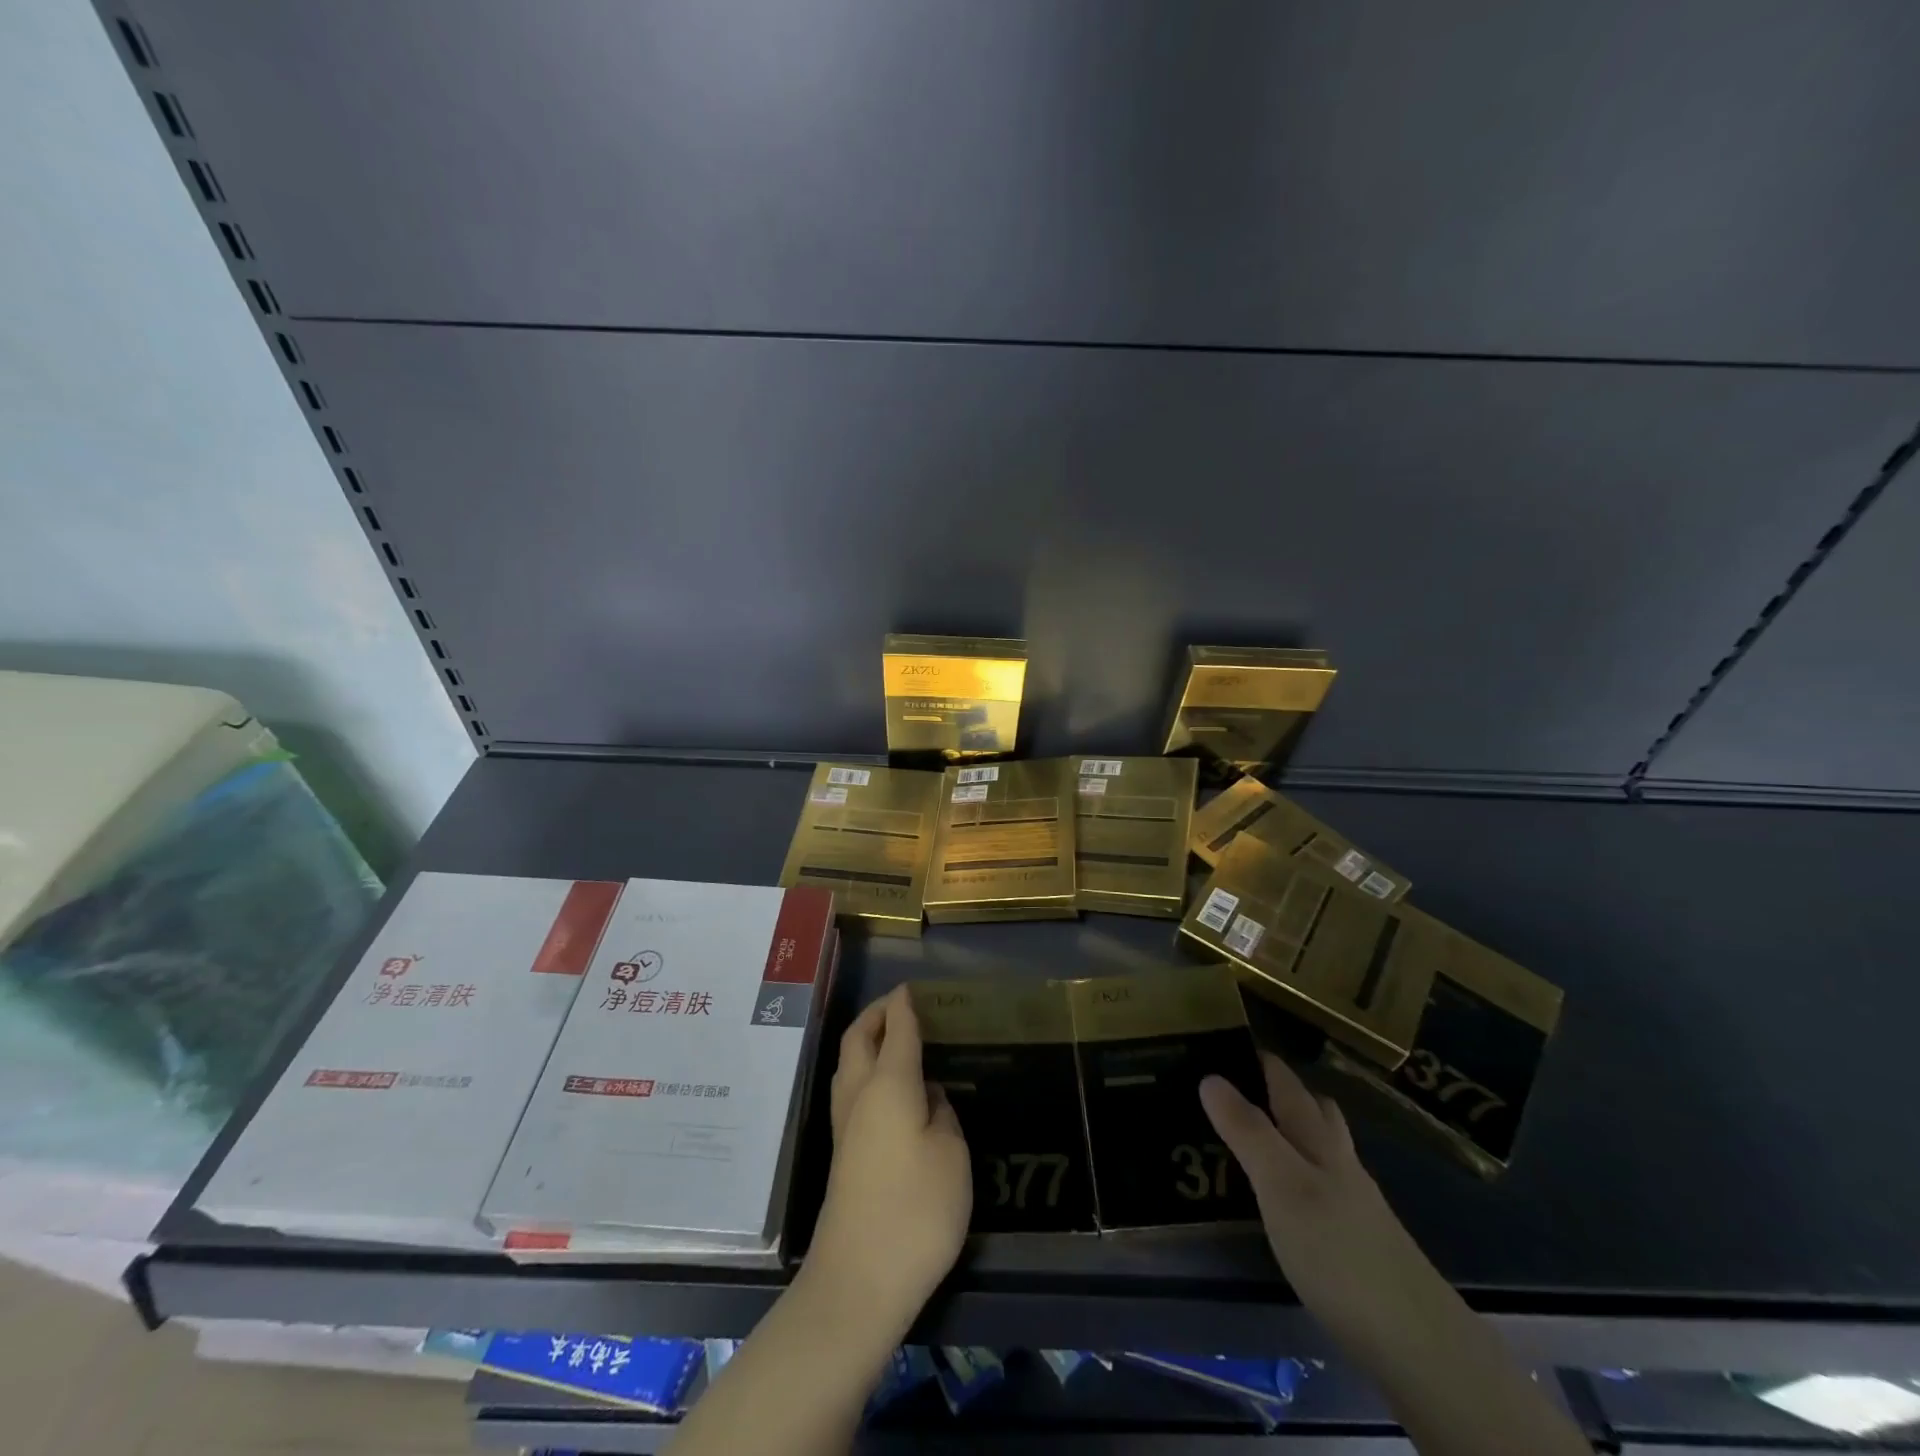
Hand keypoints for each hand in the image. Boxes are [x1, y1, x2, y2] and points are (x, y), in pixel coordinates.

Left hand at [806, 985, 971, 1338]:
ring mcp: (845, 1126)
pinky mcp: (841, 1153)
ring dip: (866, 1041)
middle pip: (858, 1038)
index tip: (913, 988)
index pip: (897, 1029)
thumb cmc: (915, 1210)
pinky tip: (889, 1088)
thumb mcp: (951, 1155)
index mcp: (888, 1084)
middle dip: (876, 1014)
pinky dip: (866, 1070)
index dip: (905, 1005)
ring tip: (893, 1038)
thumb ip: (941, 1113)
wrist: (858, 1281)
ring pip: (848, 1064)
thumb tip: (926, 1094)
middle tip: (900, 1006)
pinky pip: (851, 1090)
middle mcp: (859, 1095)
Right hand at [1201, 1052, 1455, 1355]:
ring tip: (1258, 1136)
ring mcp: (1356, 1205)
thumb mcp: (1281, 1184)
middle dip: (1285, 1092)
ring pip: (1324, 1151)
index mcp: (1319, 1141)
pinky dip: (1303, 1177)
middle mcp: (1340, 1163)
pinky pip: (1326, 1190)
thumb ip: (1247, 1131)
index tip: (1229, 1041)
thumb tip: (1209, 1075)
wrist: (1417, 1343)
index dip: (1262, 1060)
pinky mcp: (1361, 1245)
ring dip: (1295, 1133)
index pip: (1288, 1084)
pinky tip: (1289, 1200)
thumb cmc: (1339, 1250)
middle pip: (1316, 1112)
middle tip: (1243, 1086)